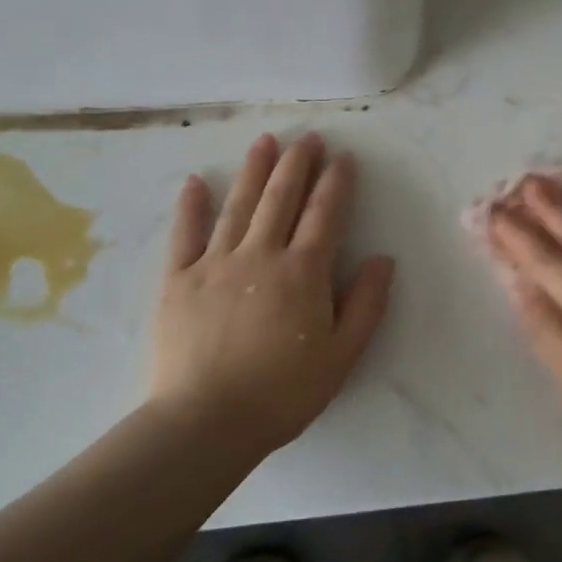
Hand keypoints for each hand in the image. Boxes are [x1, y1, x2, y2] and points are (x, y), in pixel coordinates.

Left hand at [149, 132, 393, 456]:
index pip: (325, 214)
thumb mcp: (342, 355)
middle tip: (308, 137)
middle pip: (282, 198)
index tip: (344, 156)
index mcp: (303, 272)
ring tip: (264, 140)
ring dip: (253, 170)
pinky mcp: (177, 281)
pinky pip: (184, 235)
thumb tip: (383, 258)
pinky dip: (190, 206)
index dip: (336, 182)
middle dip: (298, 163)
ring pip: (238, 205)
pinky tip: (195, 181)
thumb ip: (366, 303)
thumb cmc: (282, 393)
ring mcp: (215, 264)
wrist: (205, 424)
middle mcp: (260, 255)